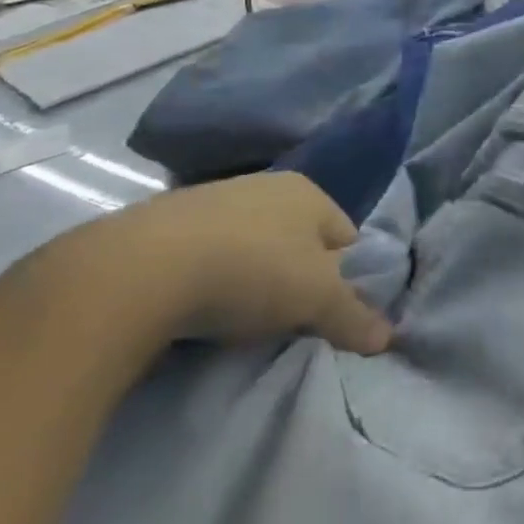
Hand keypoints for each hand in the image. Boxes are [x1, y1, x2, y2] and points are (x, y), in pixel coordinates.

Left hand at [34, 173, 391, 354]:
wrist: (136, 271)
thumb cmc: (251, 272)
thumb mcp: (317, 300)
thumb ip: (355, 317)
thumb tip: (388, 338)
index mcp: (309, 192)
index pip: (347, 238)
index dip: (344, 278)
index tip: (326, 312)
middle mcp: (264, 184)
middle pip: (298, 241)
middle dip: (296, 278)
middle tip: (285, 318)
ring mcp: (210, 199)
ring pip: (251, 246)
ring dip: (251, 279)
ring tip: (236, 318)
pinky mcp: (161, 222)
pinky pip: (205, 253)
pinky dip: (208, 279)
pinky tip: (196, 306)